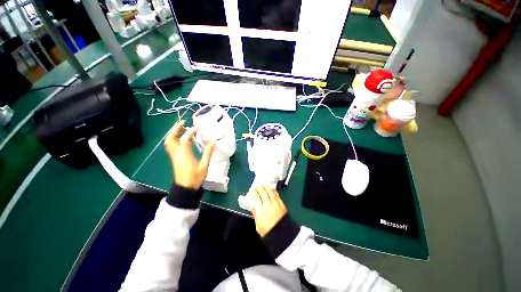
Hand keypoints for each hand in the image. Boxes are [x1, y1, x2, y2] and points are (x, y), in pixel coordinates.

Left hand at [165, 120, 215, 189]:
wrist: (185, 188)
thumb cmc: (195, 178)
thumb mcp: (204, 166)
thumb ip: (208, 153)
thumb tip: (212, 142)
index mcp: (184, 155)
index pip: (184, 139)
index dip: (190, 131)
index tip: (198, 128)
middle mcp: (176, 154)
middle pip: (171, 138)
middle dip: (175, 129)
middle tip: (183, 122)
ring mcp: (174, 156)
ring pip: (169, 142)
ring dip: (173, 133)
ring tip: (182, 127)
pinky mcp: (174, 158)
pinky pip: (171, 145)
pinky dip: (174, 138)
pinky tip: (182, 137)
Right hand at [250, 186, 286, 236]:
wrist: (283, 235)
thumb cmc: (269, 232)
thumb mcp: (258, 225)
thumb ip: (255, 215)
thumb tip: (253, 208)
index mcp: (261, 211)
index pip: (256, 197)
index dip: (254, 192)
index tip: (252, 190)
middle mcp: (268, 205)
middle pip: (263, 192)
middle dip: (259, 188)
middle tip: (257, 187)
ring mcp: (276, 203)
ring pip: (270, 191)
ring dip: (266, 187)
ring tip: (263, 186)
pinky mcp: (281, 204)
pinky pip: (276, 194)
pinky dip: (273, 191)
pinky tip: (271, 190)